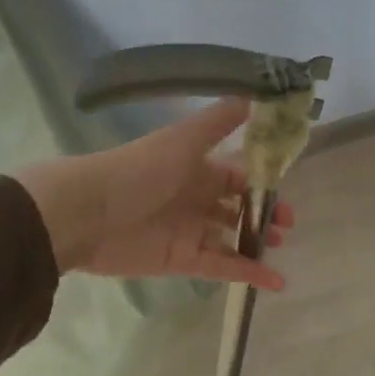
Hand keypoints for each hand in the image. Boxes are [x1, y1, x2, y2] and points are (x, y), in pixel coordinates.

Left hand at [14, 100, 294, 291]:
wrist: (87, 213)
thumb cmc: (140, 170)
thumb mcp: (184, 139)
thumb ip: (221, 120)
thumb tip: (255, 94)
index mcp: (197, 167)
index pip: (238, 174)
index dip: (262, 182)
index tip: (286, 190)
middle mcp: (195, 197)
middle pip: (237, 207)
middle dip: (263, 214)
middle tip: (286, 224)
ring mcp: (189, 230)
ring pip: (232, 238)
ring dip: (257, 242)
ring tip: (280, 245)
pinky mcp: (182, 260)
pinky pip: (222, 267)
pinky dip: (248, 273)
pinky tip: (275, 280)